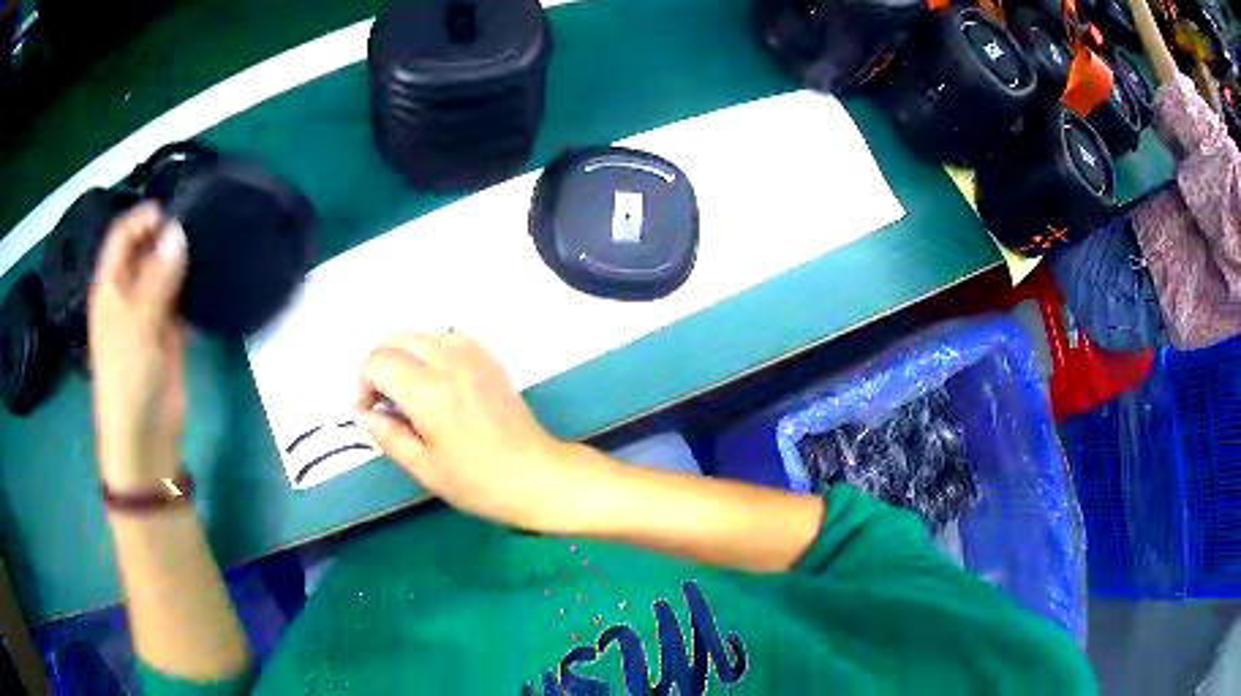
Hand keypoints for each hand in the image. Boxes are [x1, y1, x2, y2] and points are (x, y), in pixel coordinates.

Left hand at [89, 203, 188, 491]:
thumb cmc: (128, 376)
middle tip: (199, 222)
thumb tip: (178, 230)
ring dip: (182, 256)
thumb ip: (158, 276)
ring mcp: (149, 310)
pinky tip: (210, 271)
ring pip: (166, 270)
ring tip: (210, 239)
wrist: (145, 434)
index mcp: (111, 285)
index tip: (174, 211)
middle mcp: (128, 291)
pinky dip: (193, 282)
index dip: (144, 218)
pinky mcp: (169, 330)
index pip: (124, 235)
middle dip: (167, 233)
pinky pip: (181, 295)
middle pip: (146, 248)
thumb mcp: (138, 322)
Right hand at [357, 332, 595, 531]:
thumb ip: (388, 436)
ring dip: (404, 355)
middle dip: (379, 365)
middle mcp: (448, 362)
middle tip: (382, 401)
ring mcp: (473, 356)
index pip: (377, 362)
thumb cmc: (478, 482)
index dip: (362, 385)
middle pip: (396, 339)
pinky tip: (436, 381)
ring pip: (422, 334)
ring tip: (407, 392)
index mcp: (428, 390)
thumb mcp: (424, 468)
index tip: (367, 413)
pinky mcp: (490, 360)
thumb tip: (363, 414)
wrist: (537, 475)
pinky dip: (432, 351)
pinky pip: (450, 338)